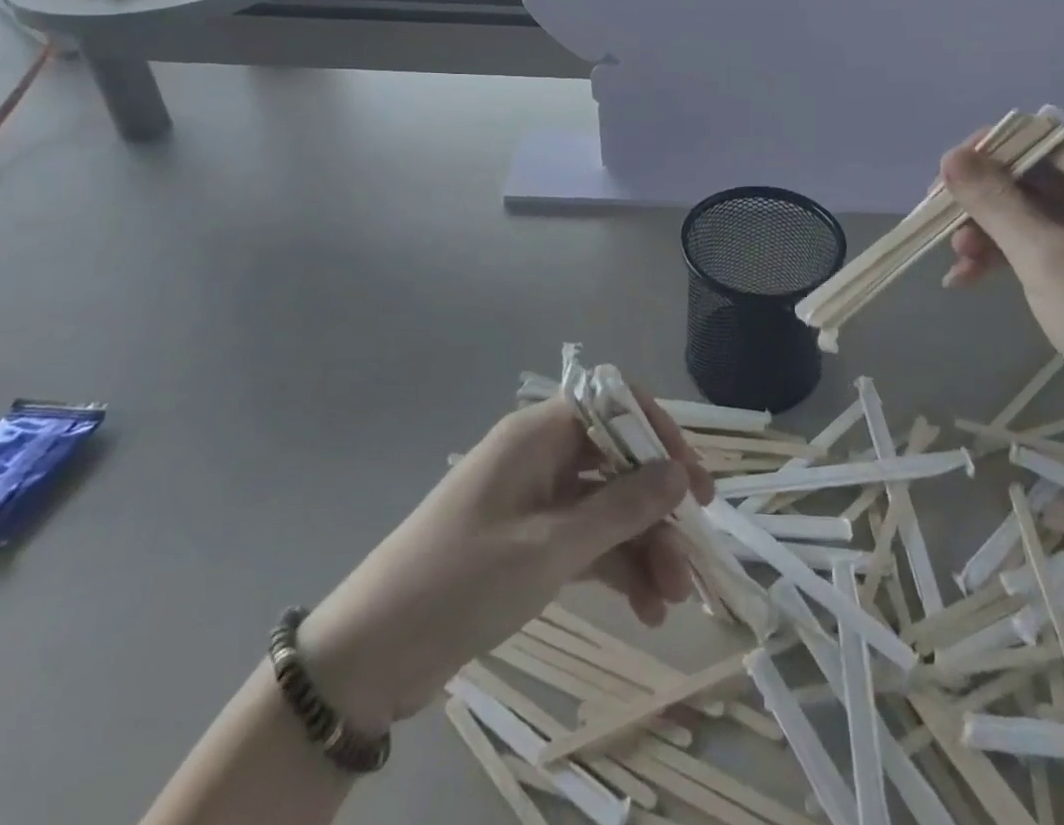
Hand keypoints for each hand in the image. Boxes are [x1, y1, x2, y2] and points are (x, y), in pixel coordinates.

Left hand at [296, 393, 713, 726]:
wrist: (369, 657)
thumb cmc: (462, 581)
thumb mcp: (550, 548)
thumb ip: (621, 508)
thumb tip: (680, 473)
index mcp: (539, 434)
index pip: (616, 406)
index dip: (660, 435)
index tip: (693, 481)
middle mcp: (541, 457)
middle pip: (618, 463)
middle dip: (658, 508)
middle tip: (693, 555)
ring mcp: (536, 502)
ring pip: (607, 508)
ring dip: (643, 546)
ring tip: (673, 599)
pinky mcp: (530, 543)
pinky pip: (587, 541)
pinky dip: (617, 568)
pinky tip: (646, 606)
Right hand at [940, 137, 1063, 447]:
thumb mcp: (1042, 257)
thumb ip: (994, 202)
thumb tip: (951, 155)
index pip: (1045, 139)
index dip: (995, 149)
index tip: (949, 173)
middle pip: (1033, 176)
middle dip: (984, 198)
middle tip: (941, 220)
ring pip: (1030, 214)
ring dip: (989, 231)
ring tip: (957, 260)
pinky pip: (1039, 247)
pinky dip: (1004, 257)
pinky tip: (967, 280)